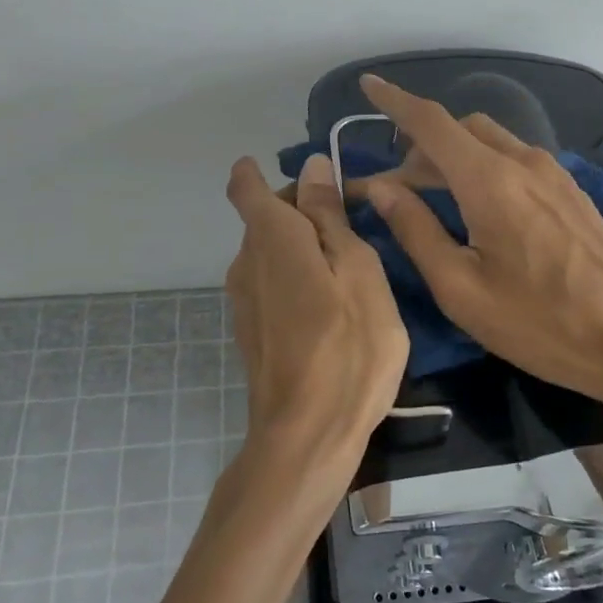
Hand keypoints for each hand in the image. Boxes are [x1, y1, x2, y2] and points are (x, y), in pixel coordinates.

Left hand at [224, 152, 409, 475]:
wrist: (308, 437)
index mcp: (272, 237)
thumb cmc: (348, 346)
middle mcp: (245, 262)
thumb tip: (313, 165)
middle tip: (355, 225)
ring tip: (352, 267)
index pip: (247, 186)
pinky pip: (271, 283)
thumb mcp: (358, 270)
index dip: (263, 173)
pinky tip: (332, 305)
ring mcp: (244, 300)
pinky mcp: (251, 331)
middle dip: (303, 210)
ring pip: (270, 252)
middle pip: (264, 218)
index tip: (308, 178)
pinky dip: (297, 278)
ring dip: (304, 248)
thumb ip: (330, 216)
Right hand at [357, 74, 602, 409]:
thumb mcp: (461, 288)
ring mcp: (552, 173)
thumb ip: (416, 231)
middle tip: (395, 190)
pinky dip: (482, 166)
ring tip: (432, 200)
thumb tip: (382, 189)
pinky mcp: (569, 190)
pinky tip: (477, 208)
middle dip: (421, 147)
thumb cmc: (541, 321)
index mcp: (489, 180)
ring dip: (453, 157)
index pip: (431, 122)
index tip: (367, 86)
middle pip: (460, 130)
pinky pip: (514, 159)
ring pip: (489, 142)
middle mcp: (522, 161)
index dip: (395, 102)